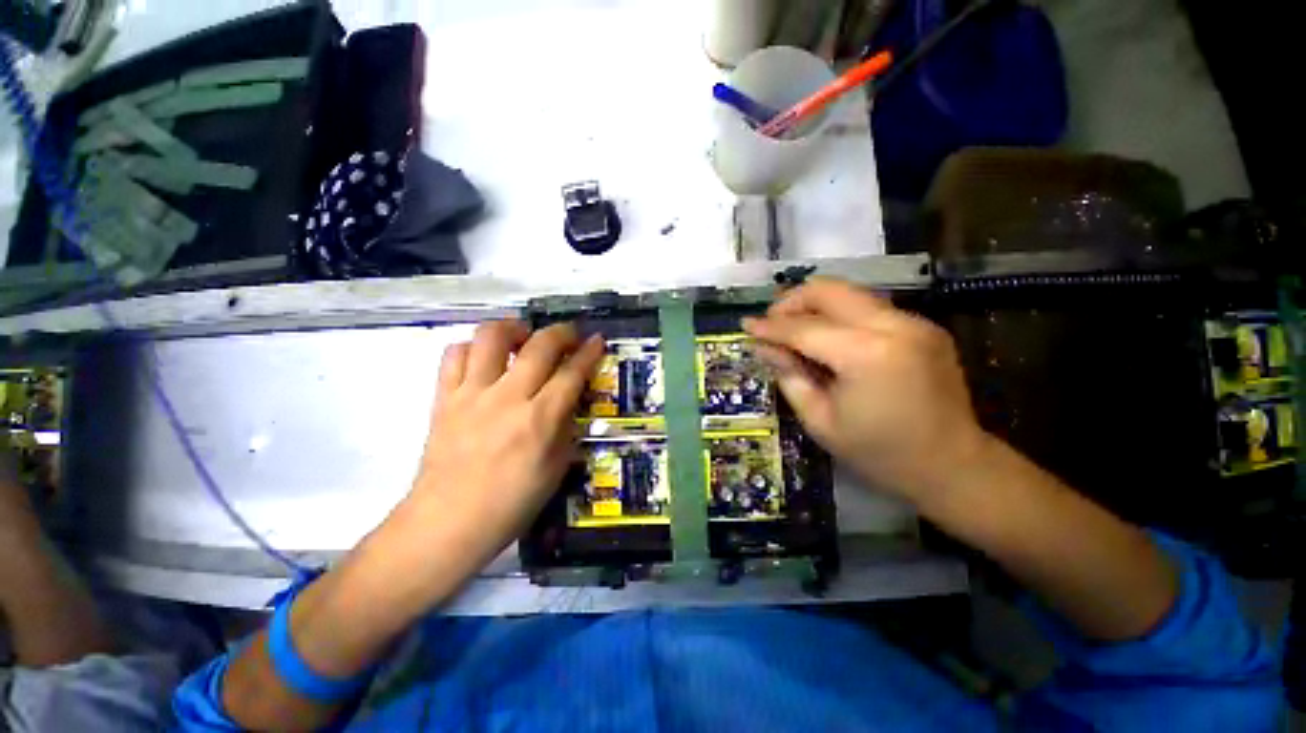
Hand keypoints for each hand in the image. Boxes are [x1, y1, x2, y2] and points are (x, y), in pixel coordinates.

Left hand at [401, 320, 603, 573]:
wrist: (447, 524)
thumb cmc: (511, 504)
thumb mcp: (556, 469)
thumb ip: (565, 428)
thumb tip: (569, 400)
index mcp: (540, 420)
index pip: (572, 373)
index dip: (589, 352)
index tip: (597, 340)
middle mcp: (508, 397)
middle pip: (540, 345)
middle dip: (561, 332)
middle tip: (569, 335)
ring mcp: (472, 394)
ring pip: (491, 337)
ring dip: (514, 328)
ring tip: (524, 337)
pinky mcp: (444, 398)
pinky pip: (454, 355)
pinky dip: (472, 348)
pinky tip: (484, 359)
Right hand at [743, 278, 988, 505]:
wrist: (953, 466)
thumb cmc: (879, 453)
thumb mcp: (820, 420)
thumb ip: (789, 375)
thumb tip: (763, 347)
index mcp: (867, 355)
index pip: (804, 328)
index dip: (770, 326)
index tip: (745, 325)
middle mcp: (894, 325)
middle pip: (830, 290)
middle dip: (792, 300)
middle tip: (772, 322)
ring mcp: (915, 322)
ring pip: (850, 292)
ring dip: (815, 304)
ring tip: (794, 327)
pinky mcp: (923, 326)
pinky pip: (869, 308)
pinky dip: (840, 315)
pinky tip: (828, 337)